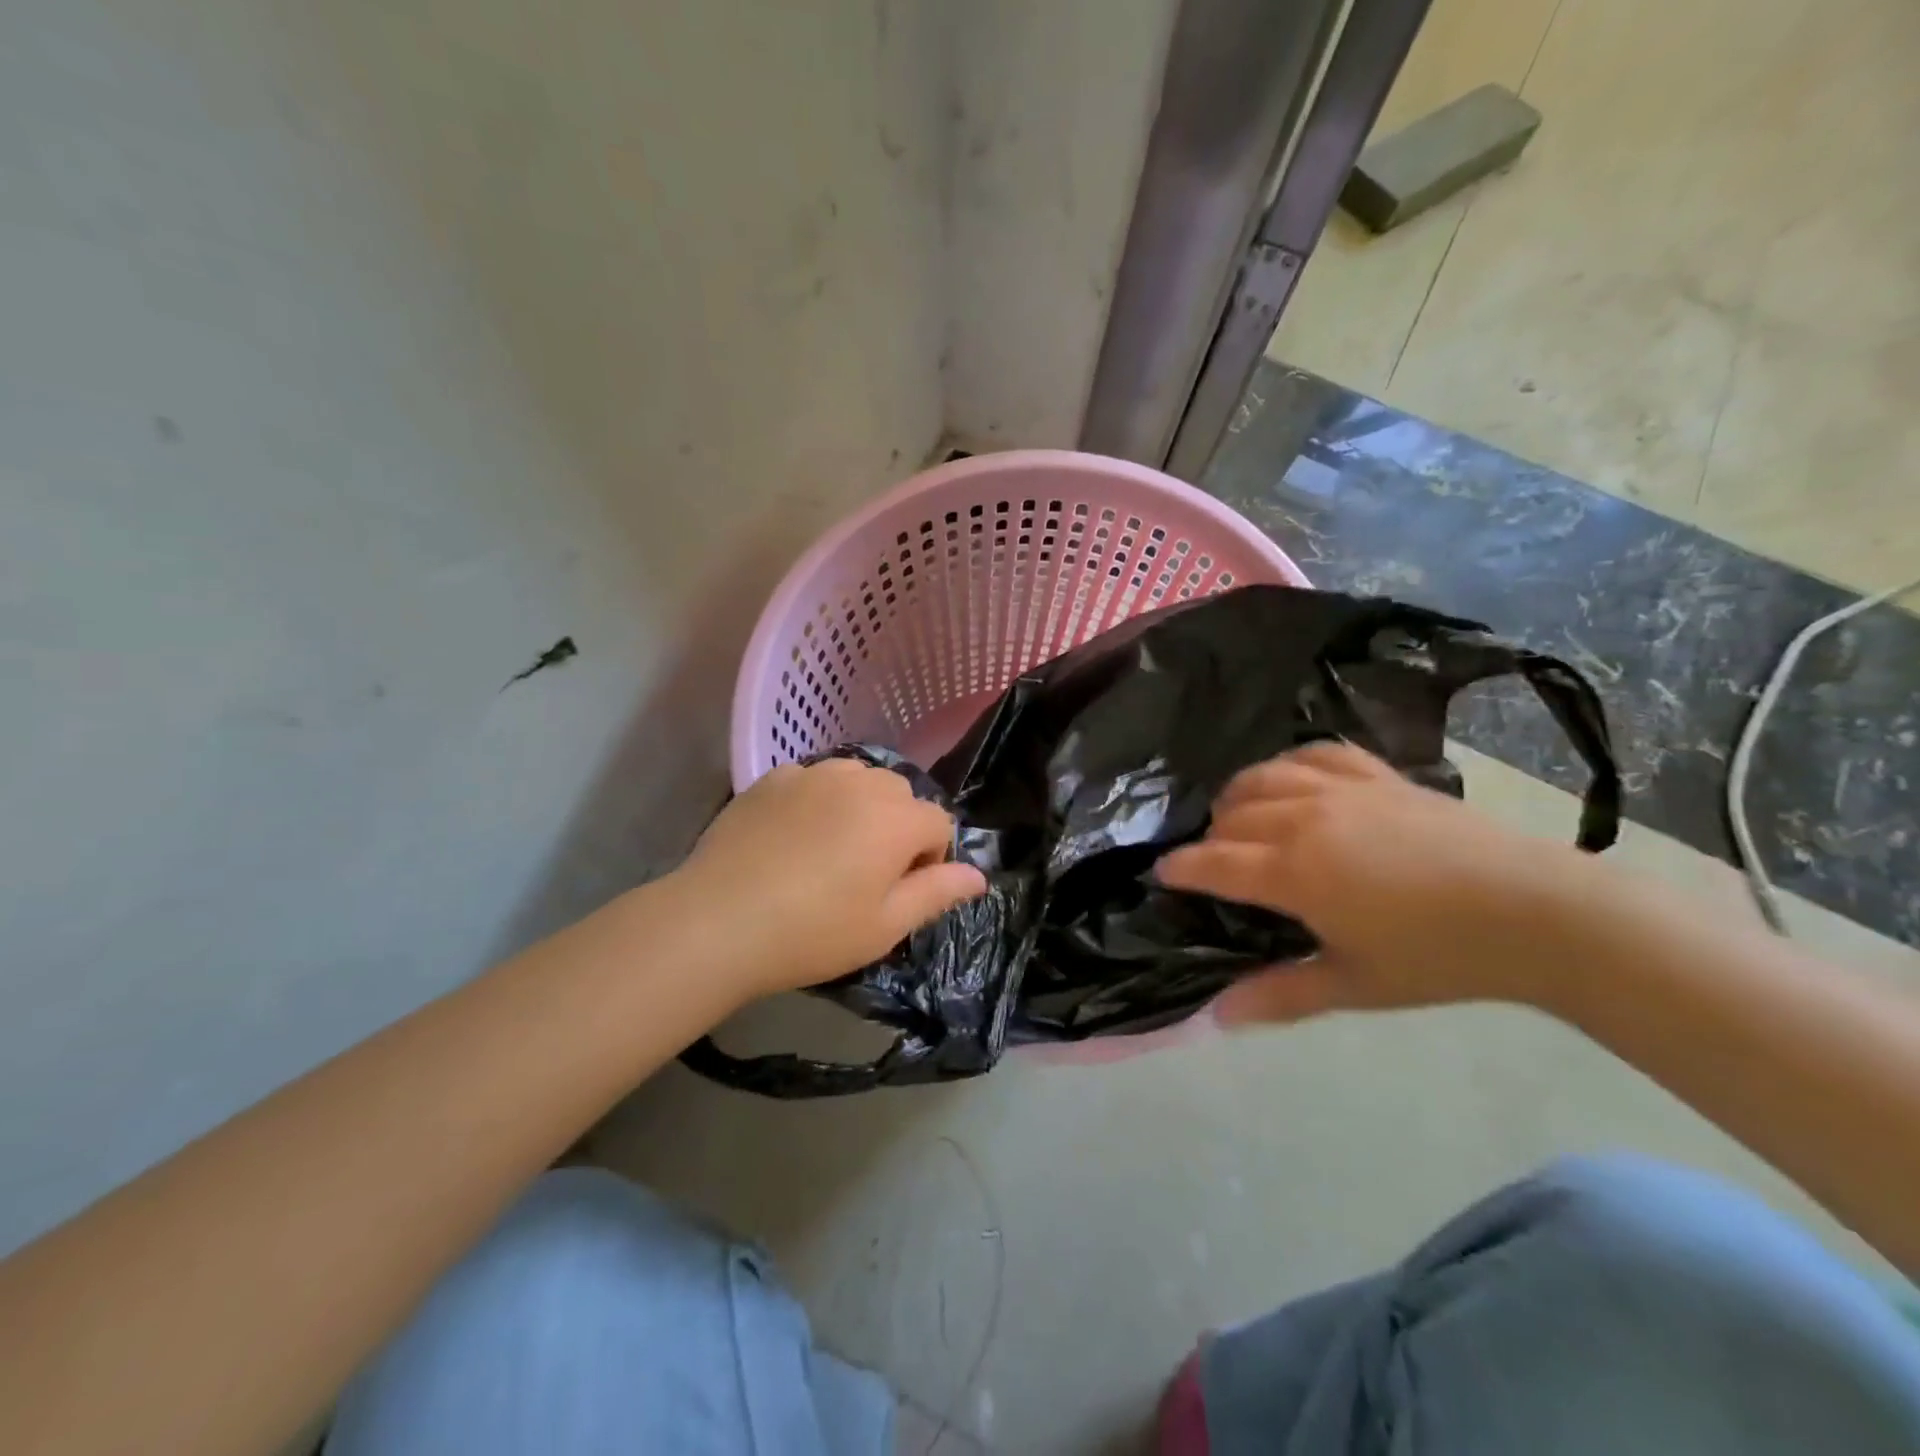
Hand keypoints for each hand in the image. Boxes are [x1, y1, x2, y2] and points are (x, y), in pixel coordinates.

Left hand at [670, 758, 986, 997]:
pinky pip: (813, 780)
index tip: (900, 893)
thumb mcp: (885, 926)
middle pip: (900, 795)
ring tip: (830, 850)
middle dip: (897, 828)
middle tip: (864, 874)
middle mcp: (861, 782)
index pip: (938, 823)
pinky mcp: (771, 778)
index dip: (929, 860)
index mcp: (896, 818)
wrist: (718, 921)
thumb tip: (979, 876)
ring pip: (857, 780)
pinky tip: (791, 839)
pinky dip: (817, 801)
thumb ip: (937, 893)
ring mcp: (812, 774)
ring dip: (858, 808)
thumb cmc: (813, 932)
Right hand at [1155, 742, 1596, 1023]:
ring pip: (1264, 776)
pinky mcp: (1378, 775)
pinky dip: (1290, 763)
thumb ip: (1280, 994)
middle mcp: (1305, 818)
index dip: (1181, 868)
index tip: (1163, 874)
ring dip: (1238, 795)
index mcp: (1294, 871)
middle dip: (1211, 837)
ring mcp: (1342, 790)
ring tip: (1238, 816)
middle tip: (1214, 862)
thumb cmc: (1439, 956)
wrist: (1535, 911)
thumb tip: (1215, 1017)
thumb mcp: (1354, 984)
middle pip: (1233, 815)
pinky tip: (1291, 779)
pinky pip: (1316, 754)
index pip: (1214, 862)